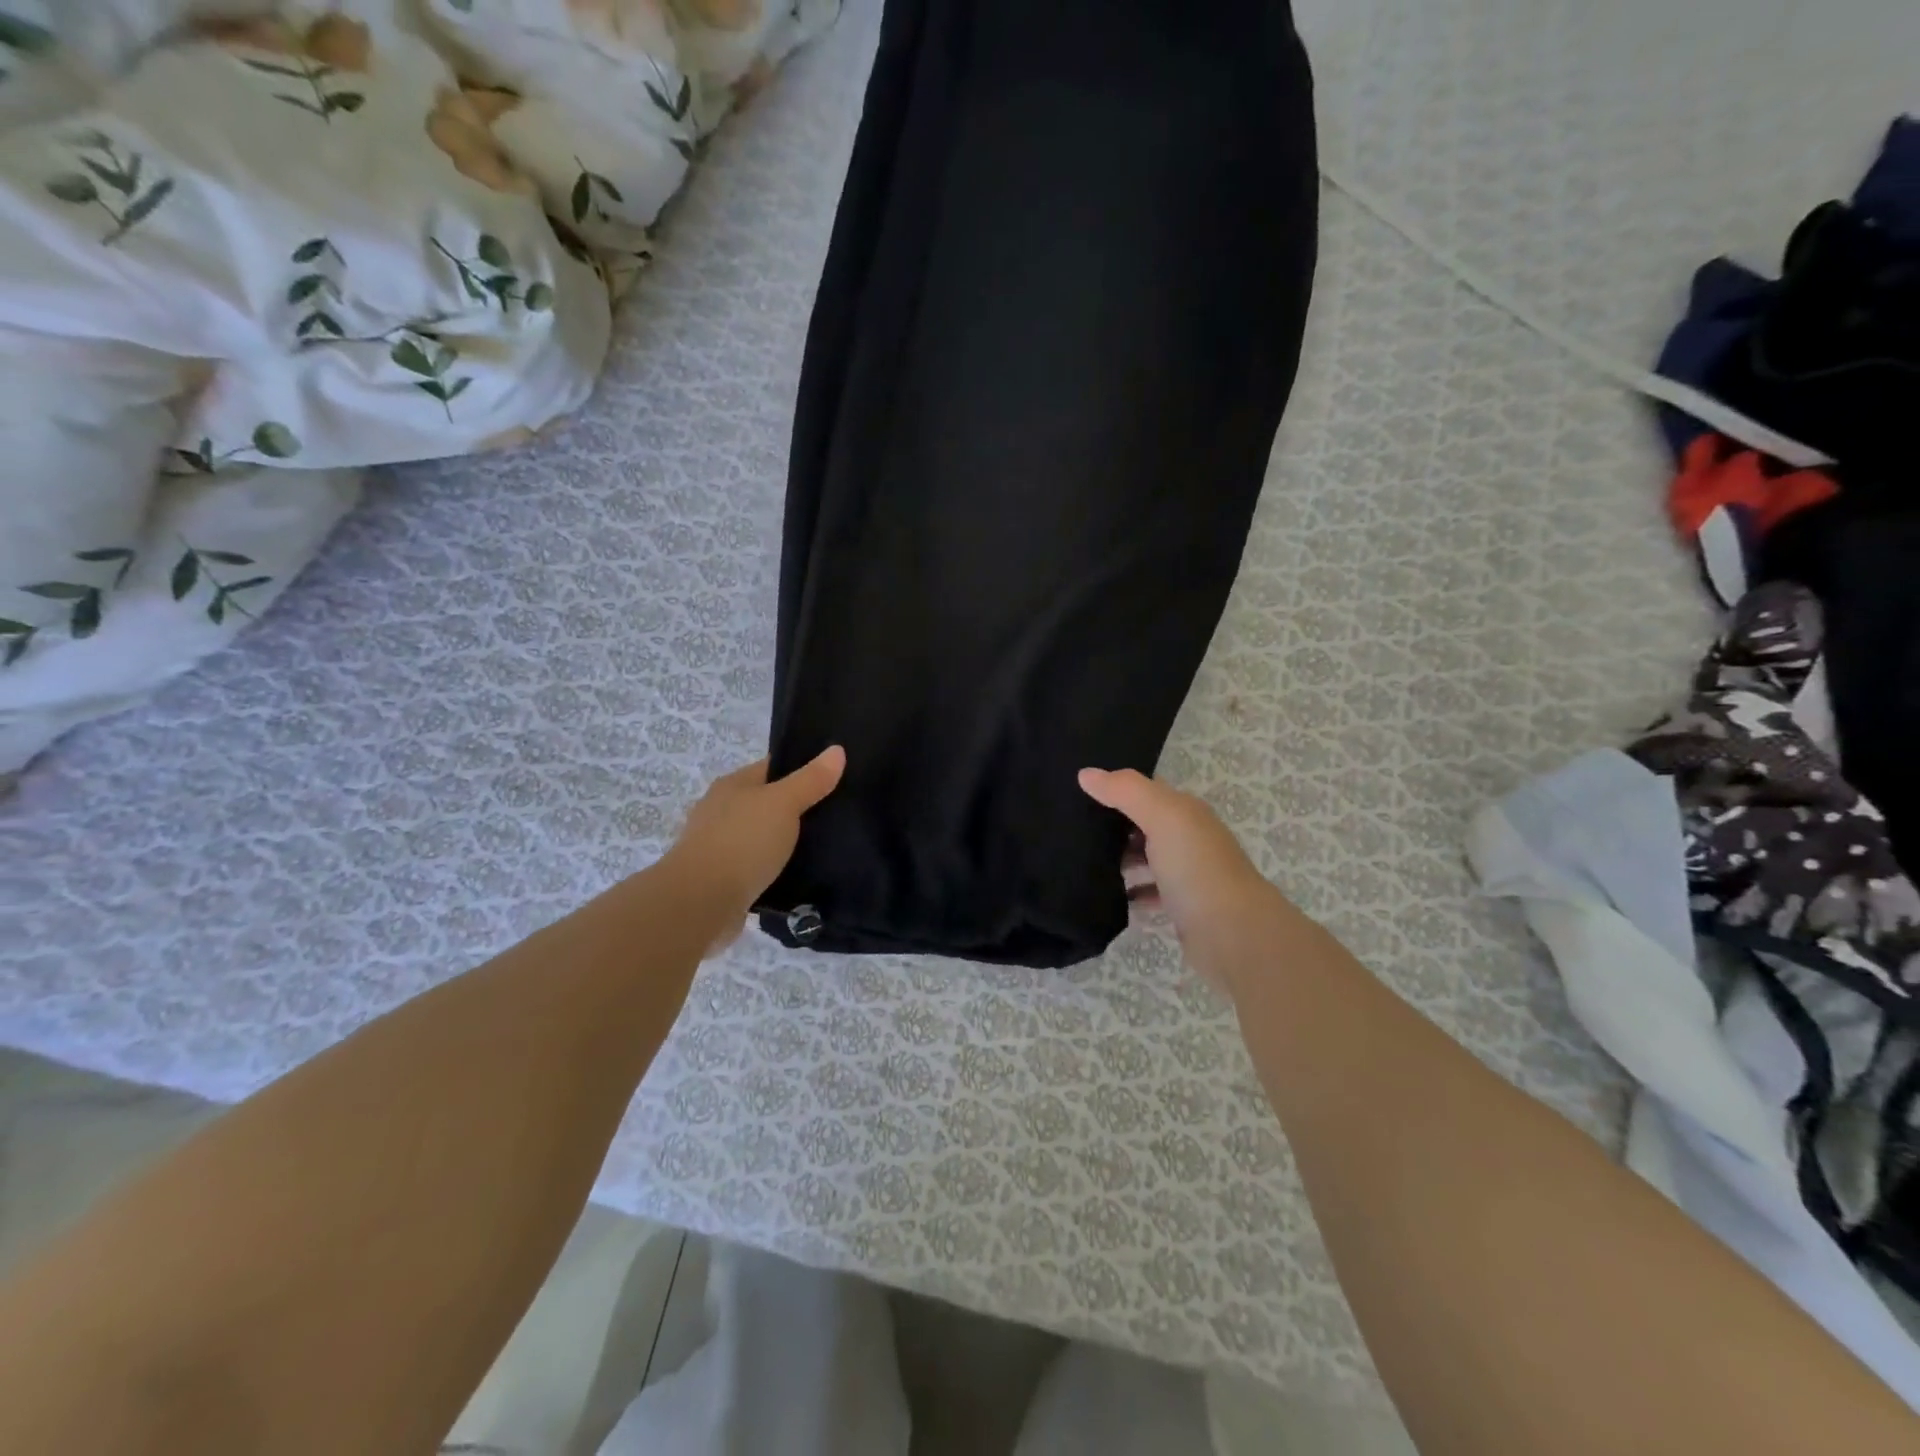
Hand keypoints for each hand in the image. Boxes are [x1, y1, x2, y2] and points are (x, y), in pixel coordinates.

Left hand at [665, 747, 845, 939]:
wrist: (700, 903)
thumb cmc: (742, 842)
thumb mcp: (783, 803)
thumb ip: (811, 779)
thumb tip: (837, 750)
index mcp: (733, 785)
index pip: (773, 767)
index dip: (803, 769)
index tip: (836, 777)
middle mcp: (722, 811)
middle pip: (768, 802)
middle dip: (799, 807)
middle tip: (839, 814)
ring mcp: (720, 846)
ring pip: (764, 836)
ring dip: (787, 841)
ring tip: (827, 846)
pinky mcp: (724, 879)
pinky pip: (759, 867)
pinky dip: (777, 869)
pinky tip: (802, 875)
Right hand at [1078, 766, 1284, 986]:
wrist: (1233, 934)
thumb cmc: (1196, 867)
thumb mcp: (1161, 816)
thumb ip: (1125, 791)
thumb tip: (1085, 774)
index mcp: (1187, 813)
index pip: (1148, 791)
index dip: (1116, 788)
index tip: (1078, 792)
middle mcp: (1190, 840)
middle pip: (1145, 826)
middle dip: (1113, 828)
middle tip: (1070, 831)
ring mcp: (1188, 876)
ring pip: (1146, 862)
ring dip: (1120, 863)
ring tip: (1082, 865)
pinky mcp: (1183, 909)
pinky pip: (1149, 895)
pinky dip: (1131, 895)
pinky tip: (1108, 899)